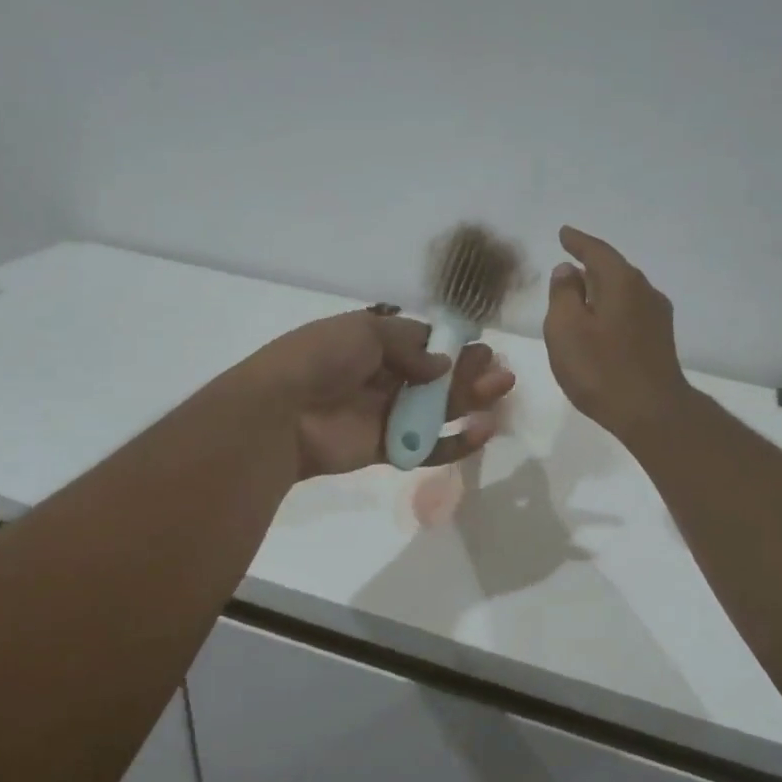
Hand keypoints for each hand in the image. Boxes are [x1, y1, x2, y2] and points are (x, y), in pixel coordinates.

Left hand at [252, 309, 515, 479]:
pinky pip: (427, 446)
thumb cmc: (321, 359)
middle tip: (498, 369)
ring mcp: (385, 415)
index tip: (479, 346)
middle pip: (435, 377)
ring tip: (500, 390)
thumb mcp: (366, 332)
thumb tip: (442, 365)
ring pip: (436, 410)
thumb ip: (410, 347)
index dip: (451, 345)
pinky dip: (455, 442)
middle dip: (468, 372)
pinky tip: (482, 430)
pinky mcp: (387, 449)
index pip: (420, 343)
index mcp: (372, 343)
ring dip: (470, 400)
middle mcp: (381, 378)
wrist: (281, 412)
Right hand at [543, 226, 691, 442]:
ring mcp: (657, 317)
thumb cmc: (600, 369)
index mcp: (622, 282)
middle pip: (614, 271)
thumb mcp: (566, 329)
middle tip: (569, 268)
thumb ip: (563, 295)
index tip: (564, 233)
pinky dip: (611, 311)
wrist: (651, 412)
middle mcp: (645, 292)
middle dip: (591, 267)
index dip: (578, 241)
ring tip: (581, 298)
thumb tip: (568, 271)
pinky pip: (630, 313)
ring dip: (601, 292)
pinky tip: (601, 326)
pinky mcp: (659, 342)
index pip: (597, 251)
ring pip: (623, 293)